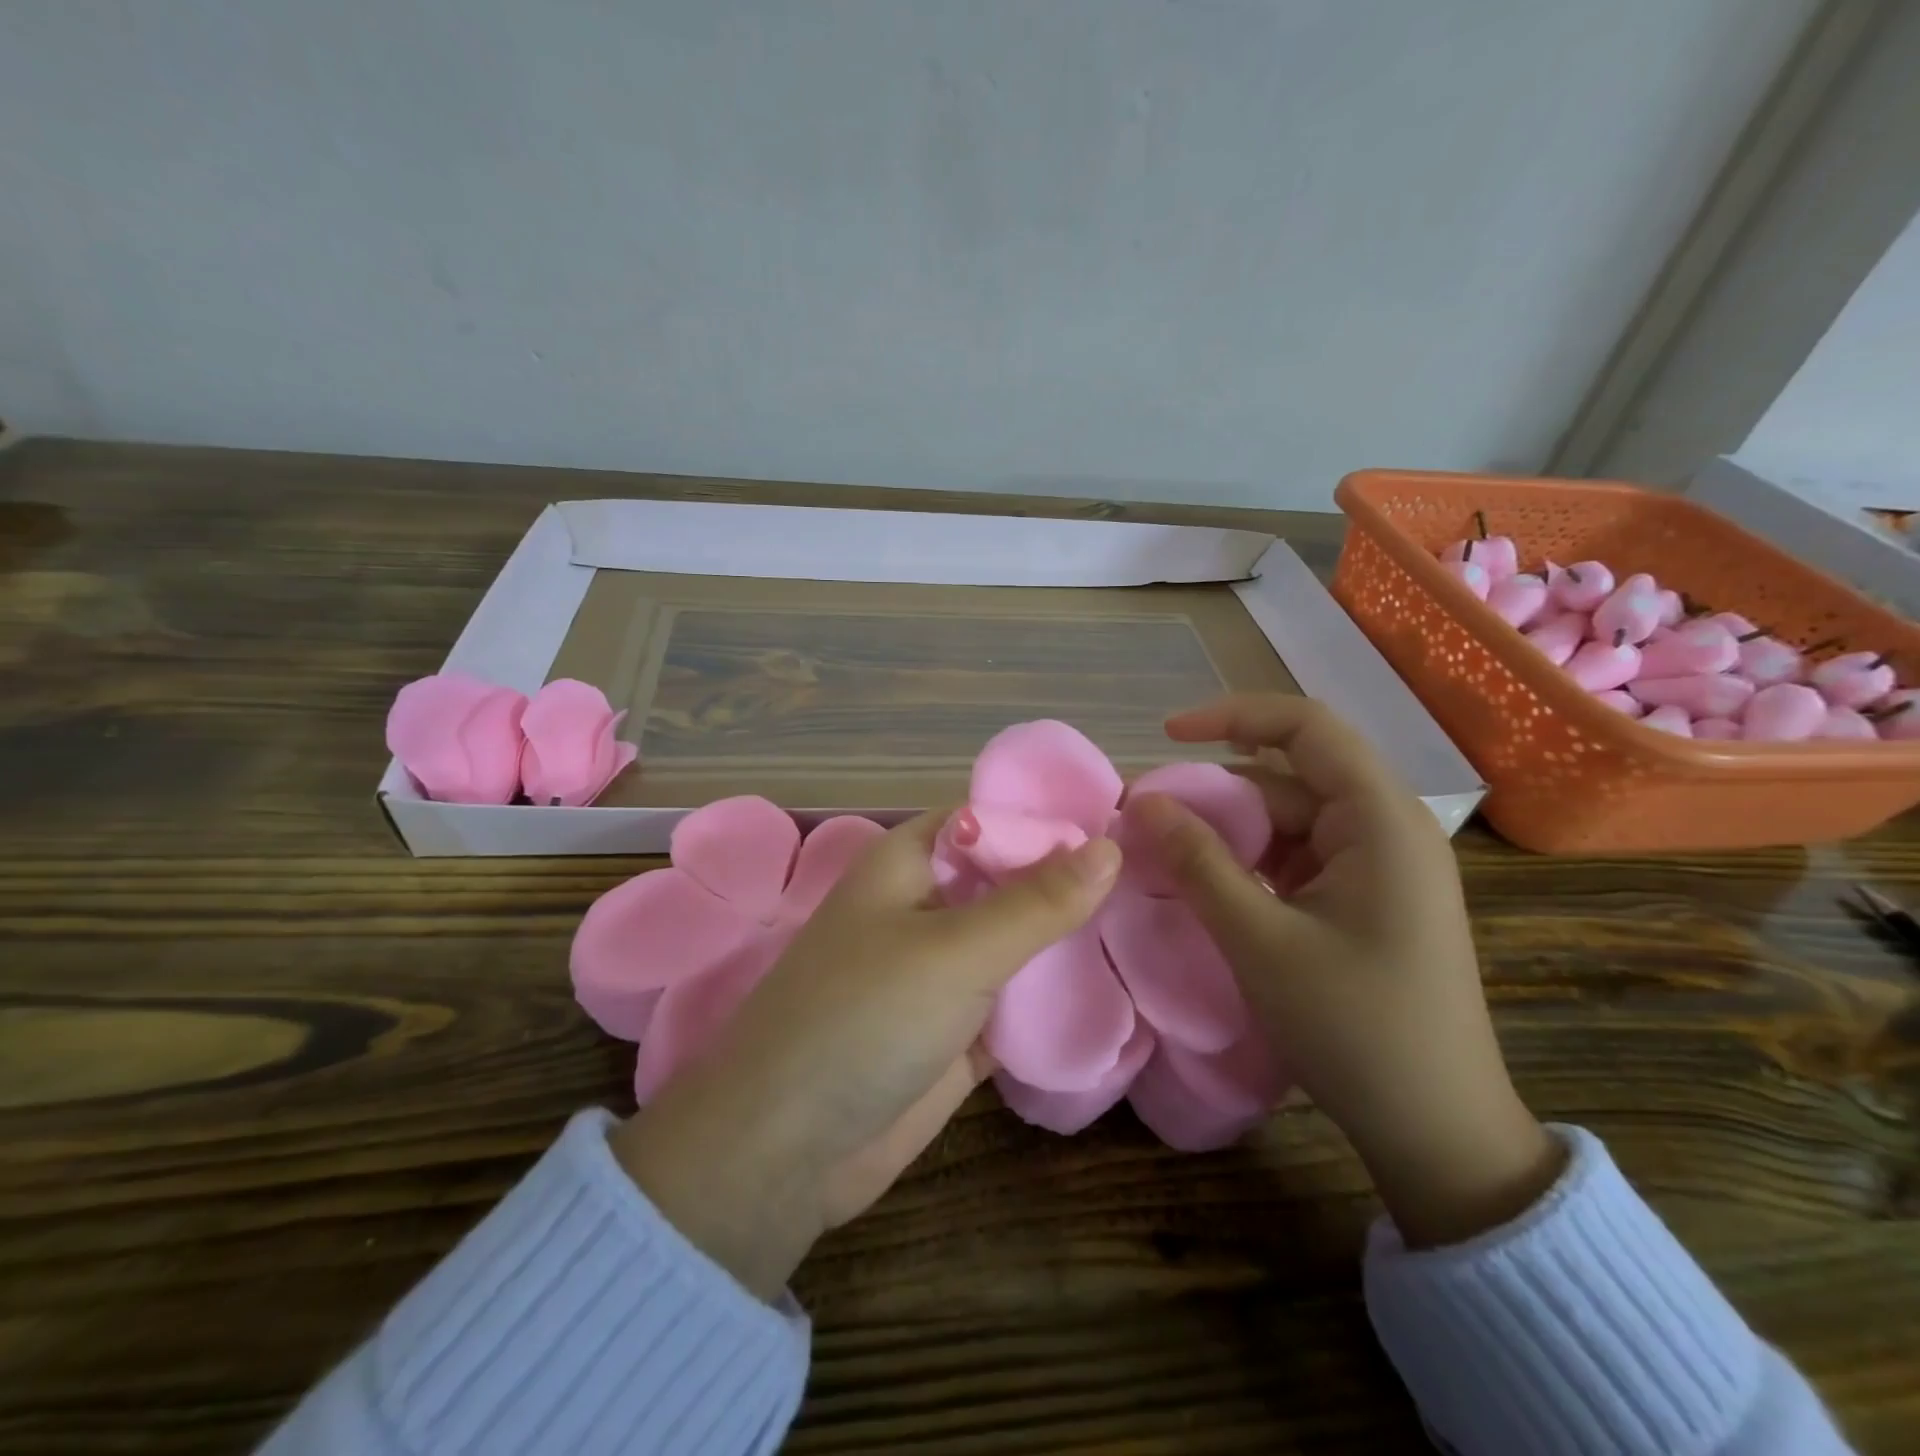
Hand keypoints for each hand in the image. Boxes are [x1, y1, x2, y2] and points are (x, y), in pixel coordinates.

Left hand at [610, 810, 1120, 1297]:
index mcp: (910, 862)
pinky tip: (1122, 989)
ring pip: (1018, 941)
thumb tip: (1111, 844)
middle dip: (1073, 882)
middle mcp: (927, 907)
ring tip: (1156, 923)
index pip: (992, 818)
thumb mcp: (956, 950)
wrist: (785, 1153)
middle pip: (1010, 880)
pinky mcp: (957, 1031)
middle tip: (1161, 877)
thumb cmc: (863, 1018)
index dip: (1053, 818)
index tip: (1133, 821)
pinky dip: (1055, 997)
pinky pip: (1017, 1000)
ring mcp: (942, 972)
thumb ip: (1036, 901)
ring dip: (1070, 940)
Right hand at [1130, 695, 1563, 1247]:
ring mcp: (1380, 865)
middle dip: (1216, 791)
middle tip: (1147, 819)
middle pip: (1289, 777)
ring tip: (1167, 855)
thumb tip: (1142, 802)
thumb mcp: (1260, 940)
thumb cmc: (1355, 1028)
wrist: (1439, 1132)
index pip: (1306, 727)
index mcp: (1380, 820)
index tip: (1166, 735)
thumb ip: (1198, 862)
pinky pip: (1300, 856)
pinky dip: (1251, 862)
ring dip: (1229, 831)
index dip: (1232, 715)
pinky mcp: (1368, 898)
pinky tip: (1211, 886)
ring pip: (1289, 819)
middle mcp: (1387, 828)